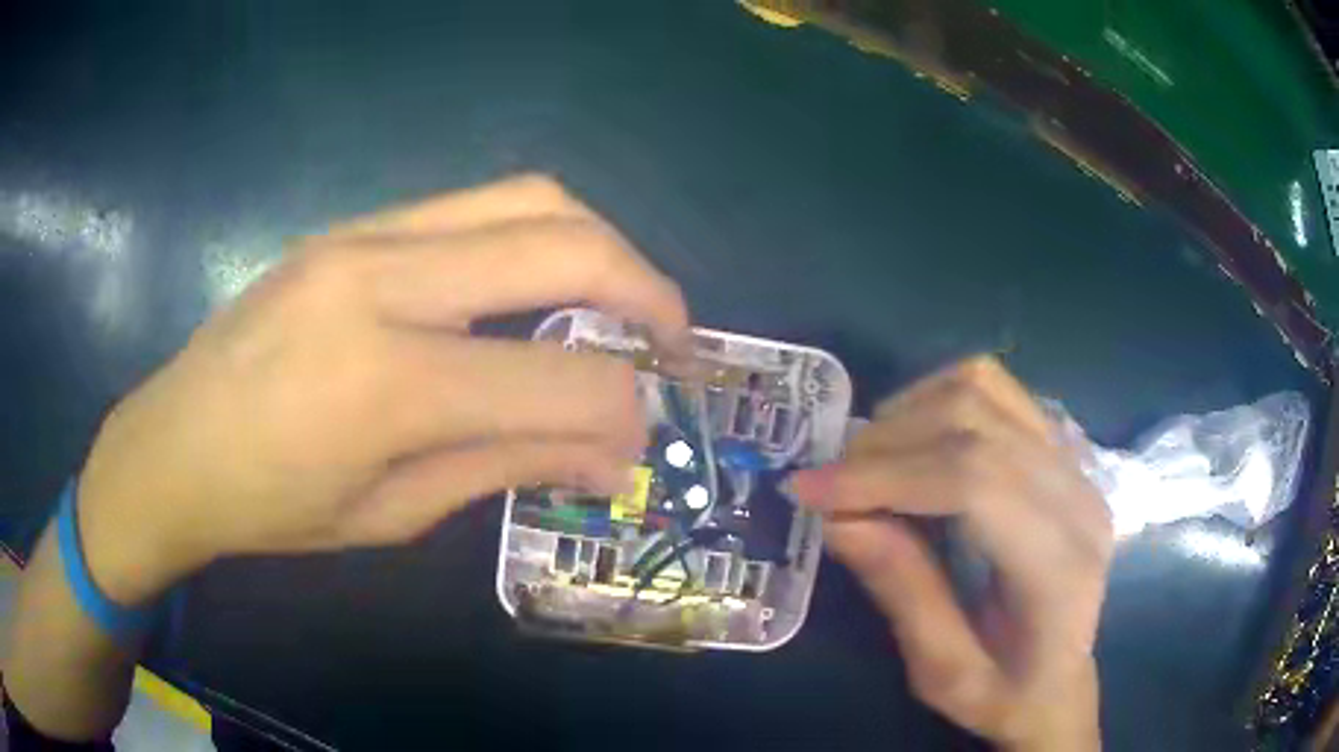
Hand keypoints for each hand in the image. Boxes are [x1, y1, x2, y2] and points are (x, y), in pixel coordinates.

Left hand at [76, 174, 688, 605]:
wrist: (173, 444)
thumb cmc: (270, 506)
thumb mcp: (391, 513)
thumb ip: (506, 465)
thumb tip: (610, 454)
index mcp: (386, 383)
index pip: (562, 380)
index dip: (626, 412)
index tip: (641, 441)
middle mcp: (381, 279)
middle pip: (565, 243)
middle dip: (650, 292)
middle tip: (675, 342)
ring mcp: (364, 233)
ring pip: (529, 196)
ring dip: (600, 246)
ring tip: (620, 304)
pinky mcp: (353, 223)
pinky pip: (475, 206)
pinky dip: (536, 238)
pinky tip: (535, 289)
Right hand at [789, 357, 1112, 750]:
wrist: (1061, 683)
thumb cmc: (1005, 695)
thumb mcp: (943, 673)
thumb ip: (902, 593)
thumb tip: (838, 519)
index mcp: (1059, 565)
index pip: (974, 482)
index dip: (886, 476)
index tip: (810, 491)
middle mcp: (1078, 496)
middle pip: (976, 423)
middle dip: (887, 444)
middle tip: (831, 484)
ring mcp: (1076, 465)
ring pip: (986, 389)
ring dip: (911, 412)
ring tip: (868, 461)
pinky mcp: (1062, 453)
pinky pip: (998, 391)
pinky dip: (941, 400)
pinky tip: (913, 441)